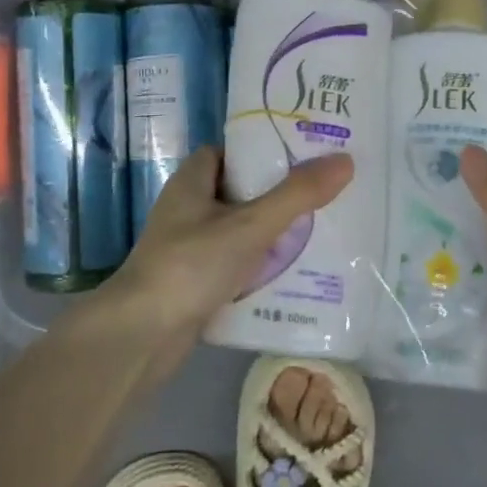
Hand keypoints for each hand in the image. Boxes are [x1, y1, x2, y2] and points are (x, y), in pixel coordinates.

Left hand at [105, 147, 353, 347]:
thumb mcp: (250, 225)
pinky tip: (292, 275)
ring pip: (237, 231)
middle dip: (276, 195)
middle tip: (320, 195)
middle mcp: (186, 210)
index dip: (261, 150)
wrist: (141, 336)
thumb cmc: (191, 265)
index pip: (227, 152)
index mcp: (191, 182)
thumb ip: (297, 194)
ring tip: (318, 233)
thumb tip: (345, 160)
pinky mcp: (193, 283)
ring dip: (270, 234)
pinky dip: (258, 267)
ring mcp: (187, 248)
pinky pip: (233, 264)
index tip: (301, 155)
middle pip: (238, 191)